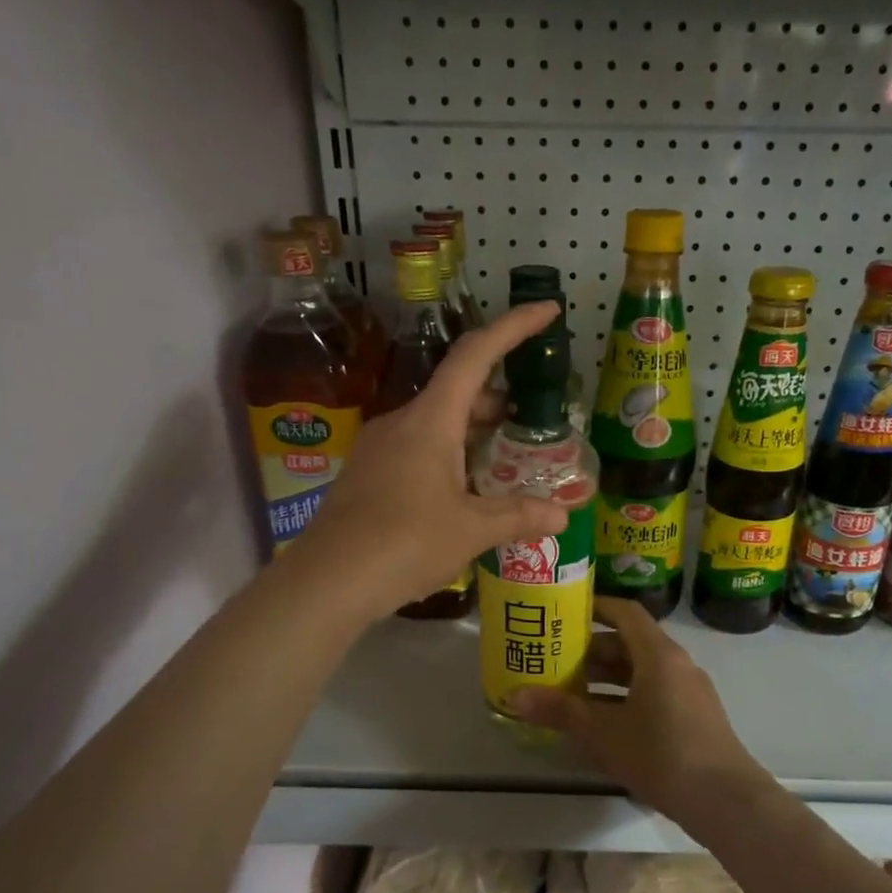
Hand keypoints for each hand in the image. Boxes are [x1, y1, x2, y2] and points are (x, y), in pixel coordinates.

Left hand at [296, 303, 569, 619]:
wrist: (328, 581)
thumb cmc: (405, 543)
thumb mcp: (471, 530)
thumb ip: (519, 516)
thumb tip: (562, 515)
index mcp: (430, 421)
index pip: (476, 355)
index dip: (514, 327)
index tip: (547, 311)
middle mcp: (402, 422)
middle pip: (457, 391)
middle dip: (498, 398)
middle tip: (533, 420)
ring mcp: (379, 448)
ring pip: (436, 423)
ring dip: (474, 431)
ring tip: (506, 457)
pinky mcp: (368, 474)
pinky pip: (418, 448)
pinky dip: (450, 454)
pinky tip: (465, 490)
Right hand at [510, 597, 769, 825]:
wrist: (724, 800)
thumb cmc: (661, 754)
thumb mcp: (603, 733)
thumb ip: (561, 711)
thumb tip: (515, 697)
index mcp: (658, 654)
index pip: (625, 612)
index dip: (595, 607)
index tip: (564, 612)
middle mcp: (676, 663)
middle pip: (631, 642)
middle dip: (592, 650)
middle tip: (555, 657)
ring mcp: (688, 690)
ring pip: (642, 670)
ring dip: (607, 677)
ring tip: (570, 689)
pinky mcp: (694, 715)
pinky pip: (654, 691)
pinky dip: (626, 696)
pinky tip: (601, 720)